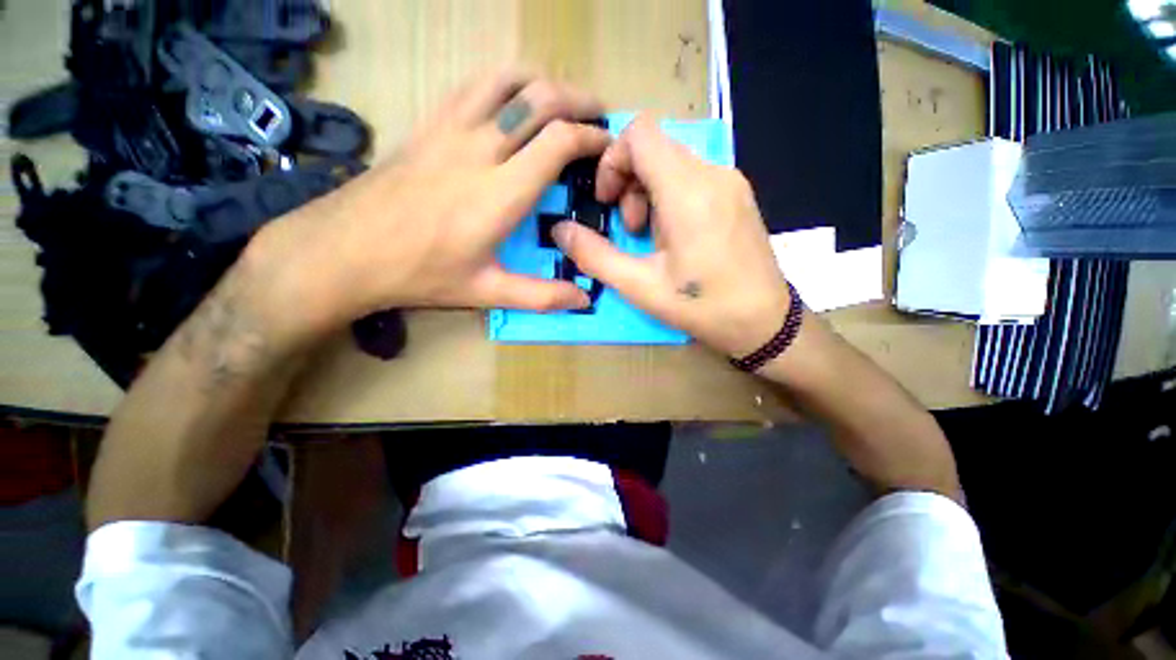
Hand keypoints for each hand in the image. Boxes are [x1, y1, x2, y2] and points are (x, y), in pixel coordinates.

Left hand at [250, 68, 611, 337]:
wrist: (344, 250)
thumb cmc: (420, 274)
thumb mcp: (487, 293)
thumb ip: (541, 296)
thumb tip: (584, 300)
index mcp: (499, 194)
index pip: (558, 142)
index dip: (591, 137)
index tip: (608, 146)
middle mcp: (478, 149)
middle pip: (540, 99)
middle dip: (579, 100)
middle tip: (599, 116)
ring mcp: (449, 129)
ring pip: (507, 79)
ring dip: (544, 82)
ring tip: (563, 101)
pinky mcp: (428, 124)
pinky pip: (474, 84)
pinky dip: (506, 81)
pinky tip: (514, 99)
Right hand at [552, 114, 790, 357]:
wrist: (764, 322)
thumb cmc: (701, 307)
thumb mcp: (639, 286)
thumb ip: (594, 256)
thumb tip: (559, 230)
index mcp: (688, 192)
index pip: (640, 133)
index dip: (612, 159)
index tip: (607, 201)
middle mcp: (713, 173)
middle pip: (655, 147)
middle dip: (629, 182)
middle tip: (629, 228)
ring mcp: (731, 182)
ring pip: (673, 162)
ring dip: (649, 192)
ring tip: (651, 237)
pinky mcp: (738, 195)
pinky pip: (693, 178)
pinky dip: (671, 197)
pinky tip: (676, 237)